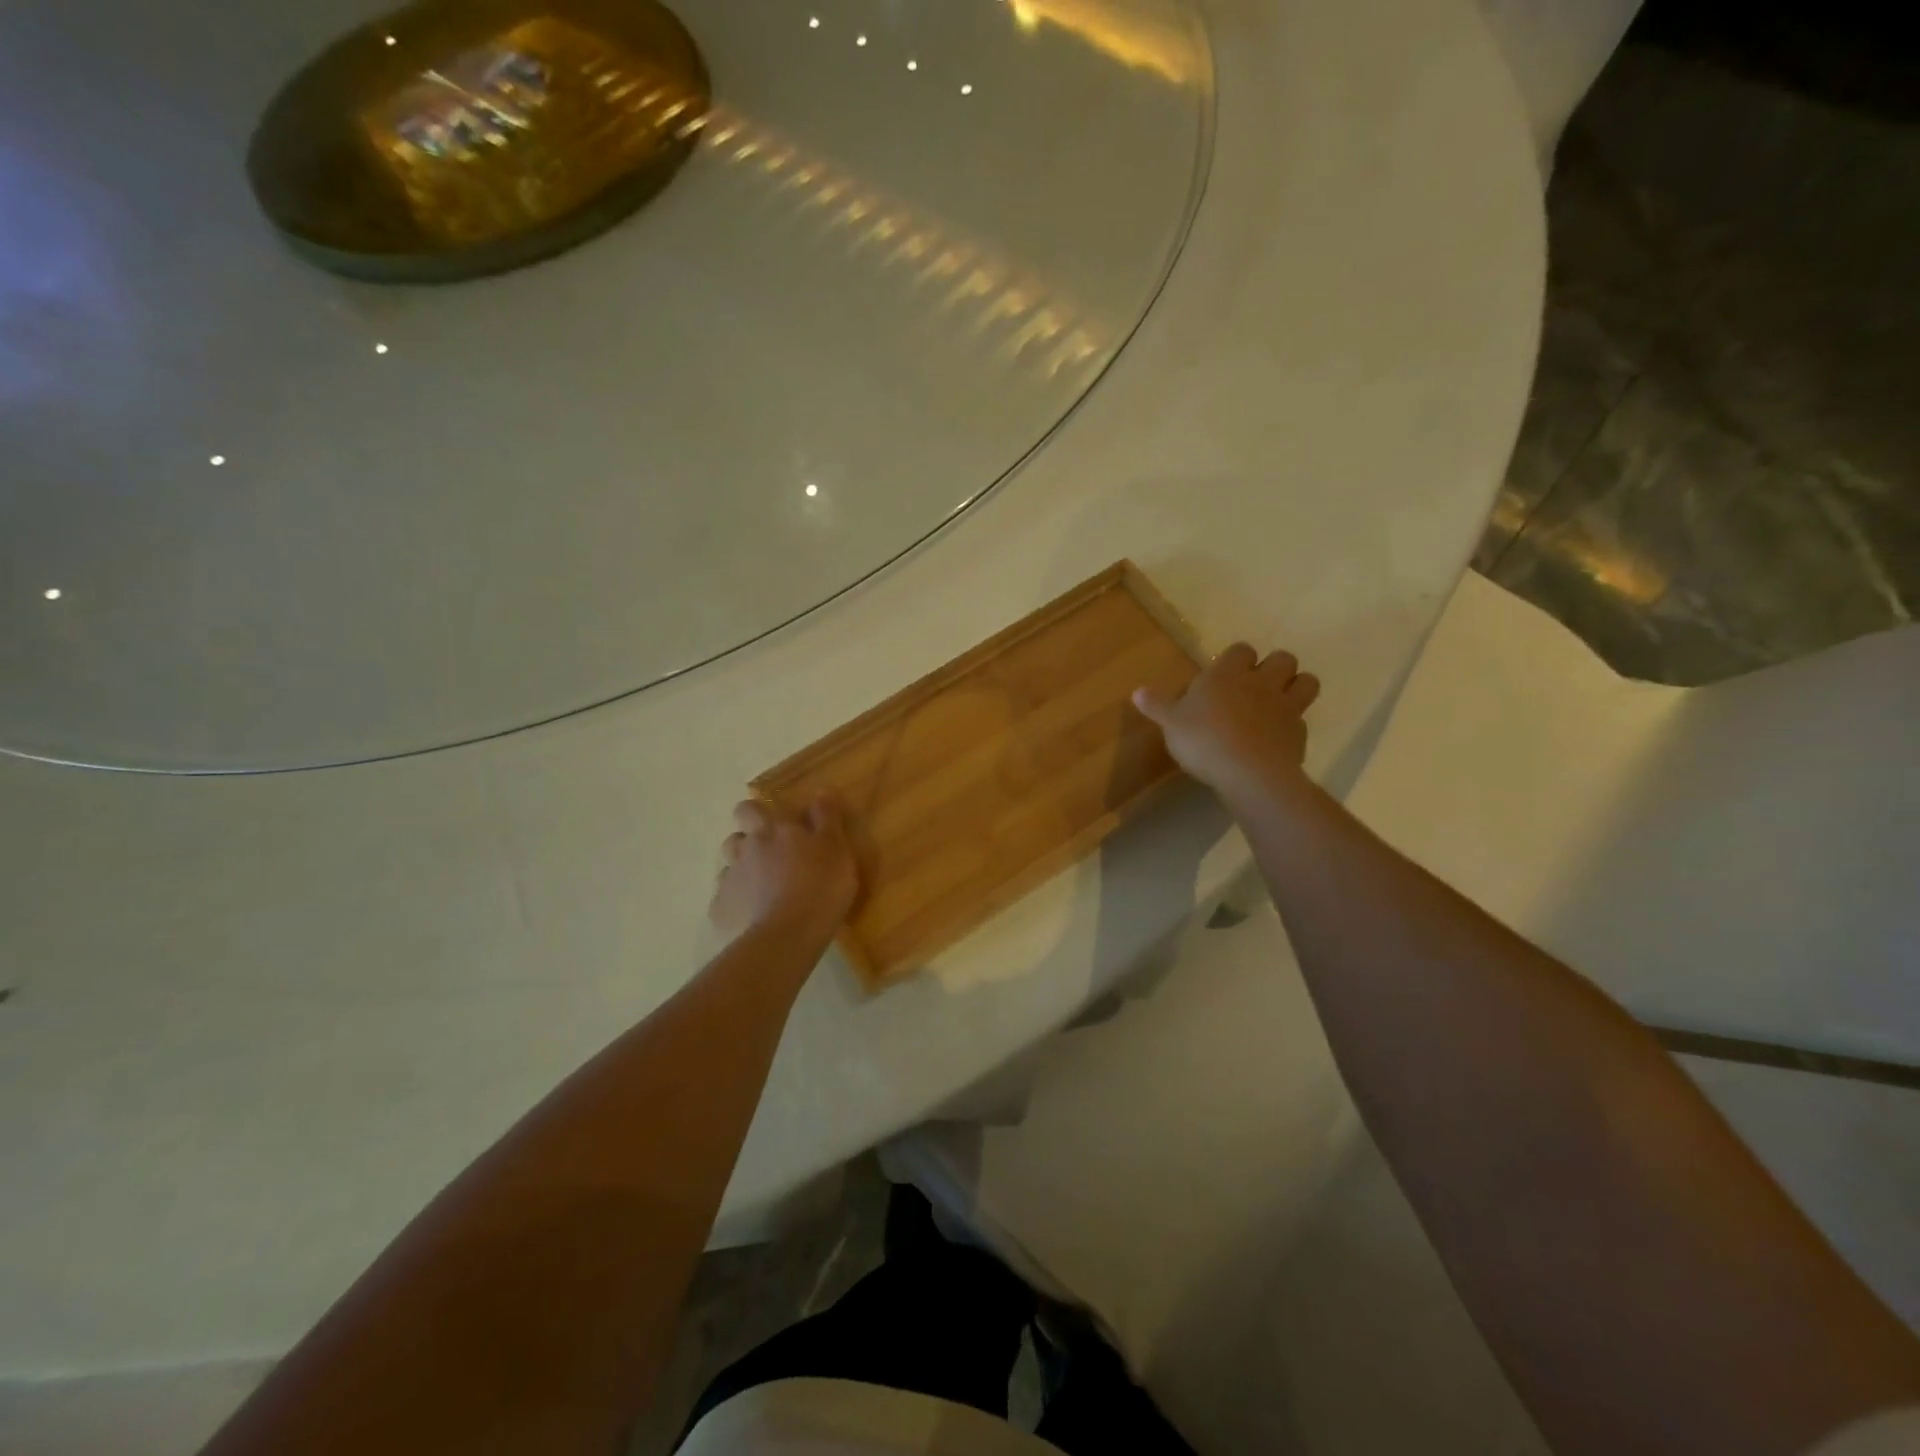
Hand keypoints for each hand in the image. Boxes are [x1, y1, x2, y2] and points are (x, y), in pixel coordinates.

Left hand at [711, 795, 859, 942]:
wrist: (789, 935)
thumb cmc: (820, 886)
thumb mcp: (836, 847)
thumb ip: (827, 817)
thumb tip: (822, 790)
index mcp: (772, 830)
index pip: (751, 808)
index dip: (758, 813)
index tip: (775, 824)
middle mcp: (746, 849)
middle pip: (734, 837)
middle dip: (747, 842)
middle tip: (772, 858)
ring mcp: (730, 880)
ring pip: (729, 868)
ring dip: (743, 873)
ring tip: (763, 889)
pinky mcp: (722, 910)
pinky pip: (726, 901)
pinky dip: (737, 905)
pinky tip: (754, 917)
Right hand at [1134, 643, 1320, 807]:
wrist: (1249, 773)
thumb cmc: (1204, 740)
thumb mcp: (1171, 723)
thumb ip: (1157, 706)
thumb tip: (1137, 692)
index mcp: (1227, 674)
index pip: (1241, 650)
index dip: (1236, 659)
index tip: (1226, 674)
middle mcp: (1261, 683)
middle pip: (1282, 658)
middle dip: (1274, 667)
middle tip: (1257, 685)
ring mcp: (1285, 707)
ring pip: (1307, 681)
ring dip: (1297, 686)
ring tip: (1280, 702)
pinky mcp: (1299, 733)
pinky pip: (1303, 720)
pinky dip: (1293, 726)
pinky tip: (1278, 739)